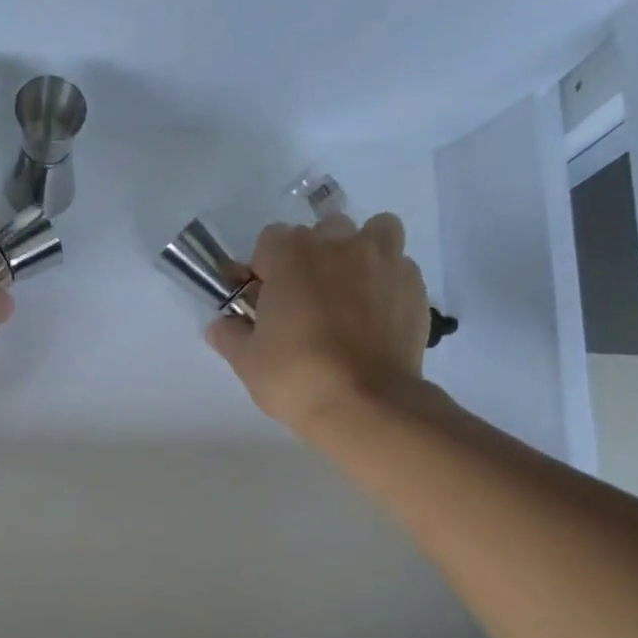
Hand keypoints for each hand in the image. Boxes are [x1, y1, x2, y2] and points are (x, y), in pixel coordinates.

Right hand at [206, 210, 430, 436]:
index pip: (269, 241)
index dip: (263, 269)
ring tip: (350, 292)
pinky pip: (398, 269)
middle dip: (311, 258)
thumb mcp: (246, 361)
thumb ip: (230, 334)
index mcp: (292, 254)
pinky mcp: (414, 287)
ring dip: (359, 254)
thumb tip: (222, 325)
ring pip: (374, 233)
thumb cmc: (295, 377)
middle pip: (322, 232)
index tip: (261, 301)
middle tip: (304, 300)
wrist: (366, 405)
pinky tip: (376, 317)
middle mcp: (340, 244)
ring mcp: (384, 261)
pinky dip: (386, 284)